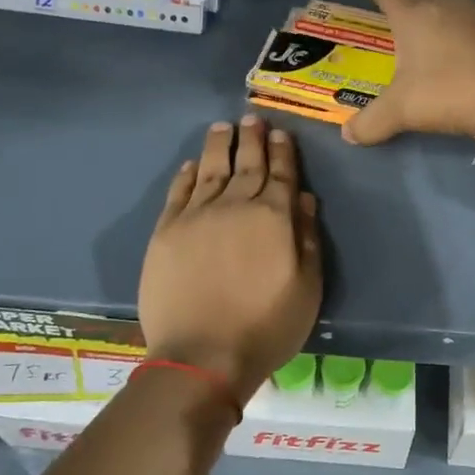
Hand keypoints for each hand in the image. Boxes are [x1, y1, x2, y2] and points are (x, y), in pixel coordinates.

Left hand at [138, 117, 322, 407]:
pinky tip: (190, 165)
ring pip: (209, 169)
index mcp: (273, 217)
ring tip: (222, 127)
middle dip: (251, 139)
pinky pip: (178, 193)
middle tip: (252, 118)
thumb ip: (307, 238)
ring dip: (218, 146)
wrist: (202, 355)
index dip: (282, 152)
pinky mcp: (166, 232)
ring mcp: (196, 216)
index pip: (280, 174)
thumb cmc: (266, 326)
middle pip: (245, 164)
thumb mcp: (307, 287)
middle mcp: (235, 206)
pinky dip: (185, 175)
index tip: (281, 133)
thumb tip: (305, 197)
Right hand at [342, 0, 474, 145]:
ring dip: (435, 19)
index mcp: (413, 12)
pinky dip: (458, 34)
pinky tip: (458, 55)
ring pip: (447, 6)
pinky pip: (469, 23)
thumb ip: (371, 122)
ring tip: (427, 41)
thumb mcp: (402, 110)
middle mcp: (445, 1)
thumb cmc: (447, 91)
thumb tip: (348, 134)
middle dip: (405, 5)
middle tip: (396, 23)